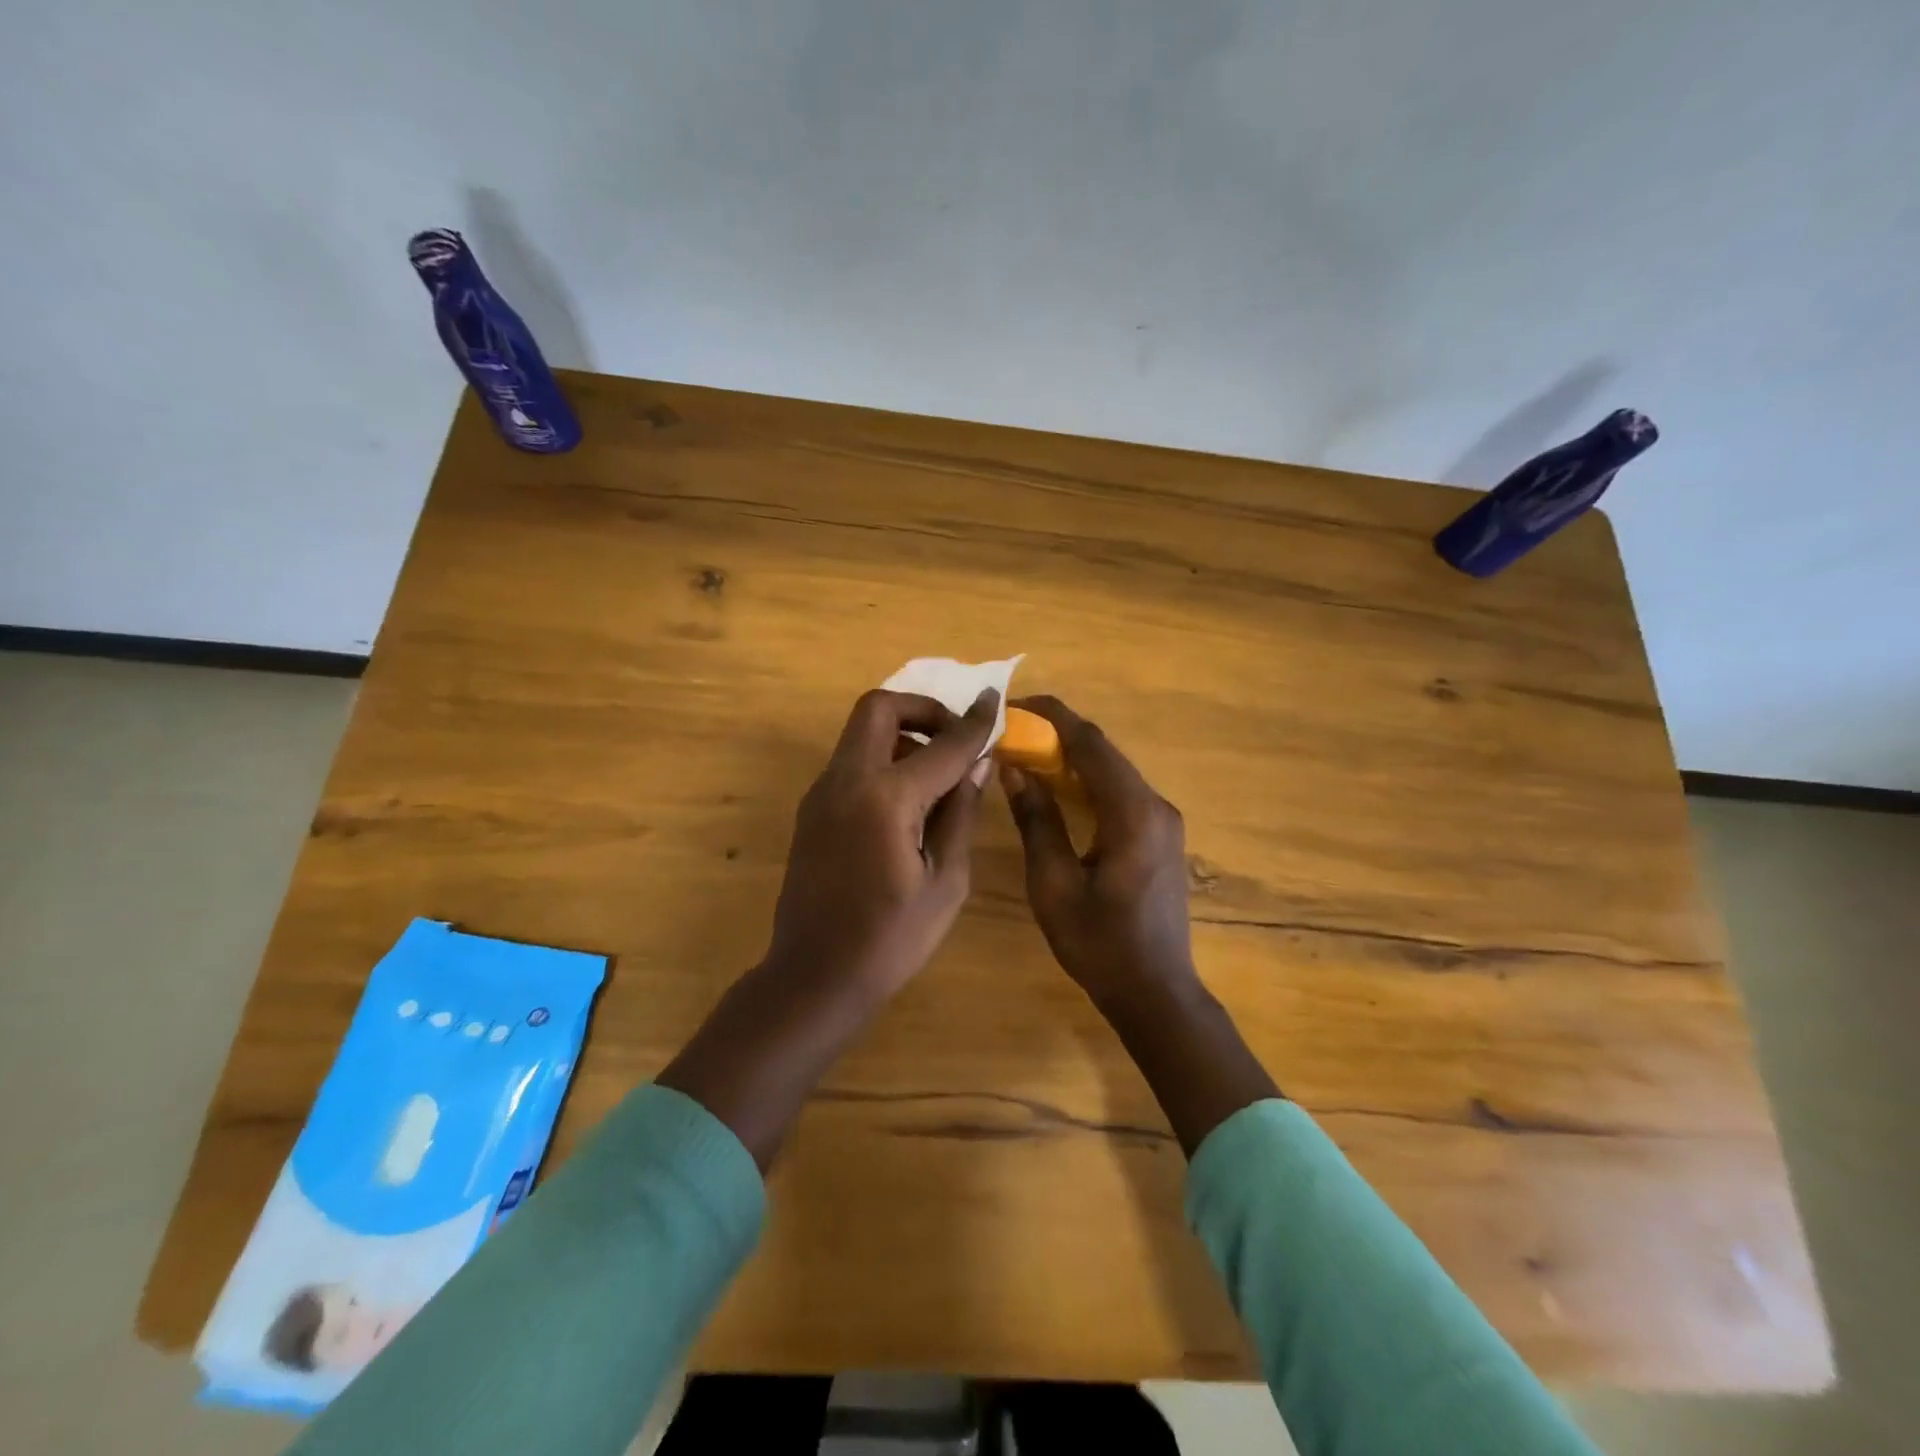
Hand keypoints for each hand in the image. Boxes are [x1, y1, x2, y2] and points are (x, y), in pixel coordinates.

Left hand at [659, 687, 997, 1169]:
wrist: (815, 975)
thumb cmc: (891, 939)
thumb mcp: (946, 881)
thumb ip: (961, 813)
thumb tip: (977, 764)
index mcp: (887, 798)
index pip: (943, 744)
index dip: (975, 721)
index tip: (995, 700)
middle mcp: (847, 780)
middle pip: (879, 707)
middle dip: (923, 709)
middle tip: (953, 738)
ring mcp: (822, 792)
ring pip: (861, 732)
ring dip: (902, 734)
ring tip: (937, 775)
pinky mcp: (812, 808)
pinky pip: (851, 761)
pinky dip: (883, 759)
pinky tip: (907, 802)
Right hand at [998, 695, 1197, 1013]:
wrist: (1155, 992)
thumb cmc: (1099, 943)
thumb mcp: (1053, 884)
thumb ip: (1036, 821)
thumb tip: (1014, 769)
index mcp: (1132, 813)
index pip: (1091, 744)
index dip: (1052, 717)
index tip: (1015, 705)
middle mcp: (1155, 806)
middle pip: (1104, 753)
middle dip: (1058, 735)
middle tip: (1013, 733)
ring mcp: (1163, 821)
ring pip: (1113, 771)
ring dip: (1072, 758)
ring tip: (1027, 756)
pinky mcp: (1160, 836)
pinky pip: (1120, 793)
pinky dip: (1088, 782)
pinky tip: (1058, 790)